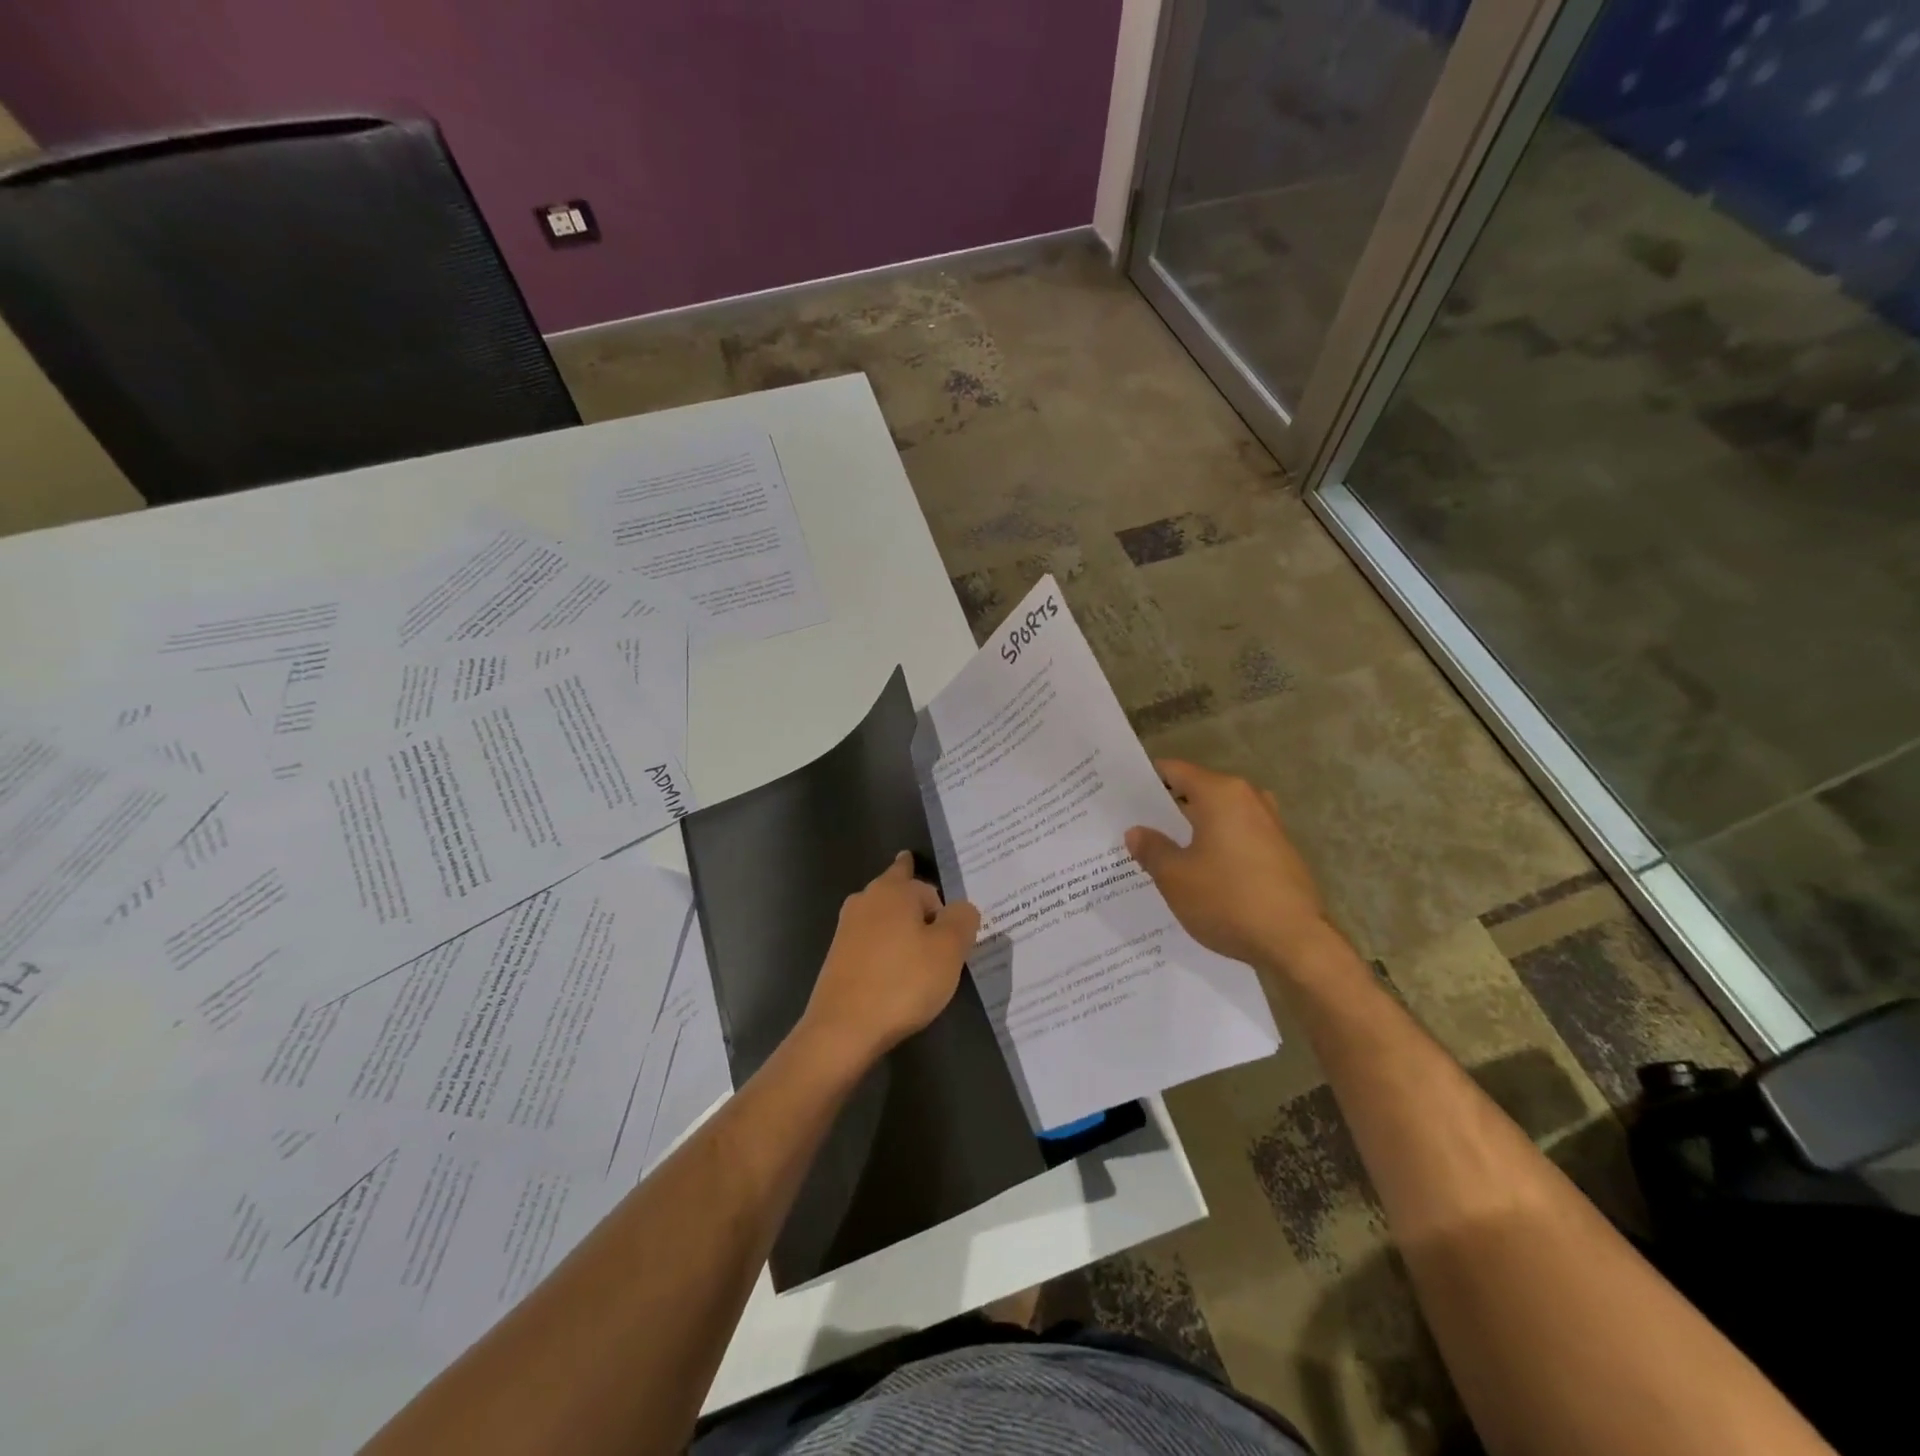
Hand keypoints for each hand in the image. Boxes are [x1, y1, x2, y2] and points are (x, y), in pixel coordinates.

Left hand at [801, 852, 980, 1065]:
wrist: (843, 1028)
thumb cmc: (903, 982)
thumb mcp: (949, 950)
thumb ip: (962, 920)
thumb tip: (962, 908)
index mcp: (894, 890)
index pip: (924, 883)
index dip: (941, 902)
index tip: (950, 916)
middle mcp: (866, 899)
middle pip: (899, 894)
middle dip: (917, 906)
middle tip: (939, 926)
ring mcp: (846, 928)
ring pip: (883, 919)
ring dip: (901, 930)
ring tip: (921, 954)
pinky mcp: (837, 957)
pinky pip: (871, 944)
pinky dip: (886, 952)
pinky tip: (898, 975)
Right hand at [1125, 759, 1337, 973]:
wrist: (1296, 943)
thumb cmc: (1228, 900)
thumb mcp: (1175, 877)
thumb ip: (1152, 849)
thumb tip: (1137, 832)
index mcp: (1221, 794)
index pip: (1174, 771)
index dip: (1145, 781)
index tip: (1120, 795)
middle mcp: (1248, 799)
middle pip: (1197, 792)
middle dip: (1165, 810)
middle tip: (1132, 827)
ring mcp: (1269, 825)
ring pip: (1217, 817)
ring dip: (1191, 831)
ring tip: (1160, 852)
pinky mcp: (1280, 852)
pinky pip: (1236, 837)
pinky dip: (1214, 847)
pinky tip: (1196, 873)